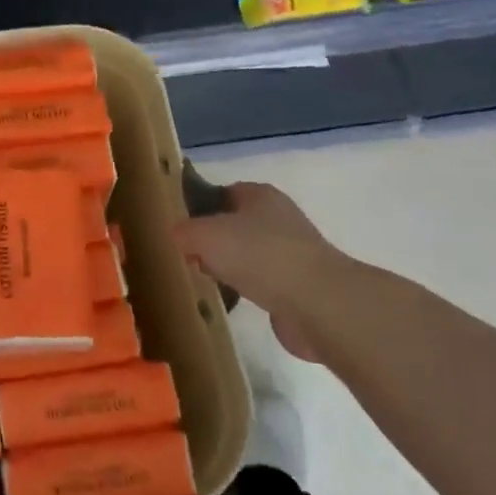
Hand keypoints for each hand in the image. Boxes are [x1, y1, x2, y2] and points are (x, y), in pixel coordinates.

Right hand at [173, 182, 352, 361]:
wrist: (318, 303)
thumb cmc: (259, 255)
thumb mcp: (205, 234)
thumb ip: (184, 230)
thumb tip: (177, 234)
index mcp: (261, 195)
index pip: (225, 192)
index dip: (201, 205)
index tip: (180, 226)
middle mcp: (279, 219)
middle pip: (236, 224)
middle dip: (213, 240)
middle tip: (187, 256)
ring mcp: (292, 253)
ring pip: (248, 255)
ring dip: (229, 267)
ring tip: (205, 279)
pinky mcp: (298, 287)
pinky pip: (261, 283)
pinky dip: (246, 290)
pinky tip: (231, 300)